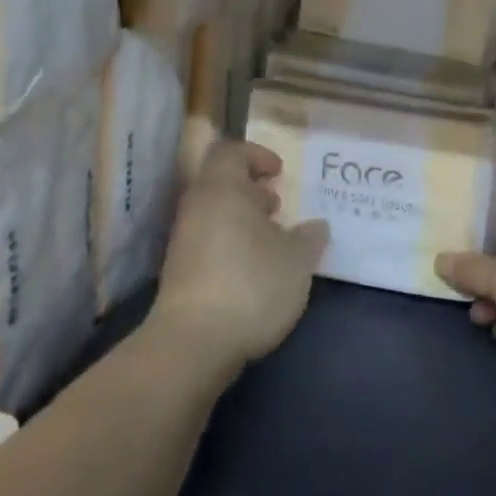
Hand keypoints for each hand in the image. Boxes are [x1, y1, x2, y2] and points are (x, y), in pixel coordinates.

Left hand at [152, 139, 329, 371]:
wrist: (192, 344)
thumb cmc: (250, 284)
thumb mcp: (297, 260)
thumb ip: (309, 238)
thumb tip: (316, 226)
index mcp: (222, 188)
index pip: (230, 151)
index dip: (256, 155)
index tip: (279, 173)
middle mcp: (197, 207)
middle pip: (220, 183)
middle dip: (251, 190)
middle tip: (277, 207)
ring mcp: (183, 241)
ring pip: (214, 214)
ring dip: (242, 220)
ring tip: (271, 242)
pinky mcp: (179, 273)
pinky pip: (207, 242)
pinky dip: (230, 245)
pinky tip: (253, 272)